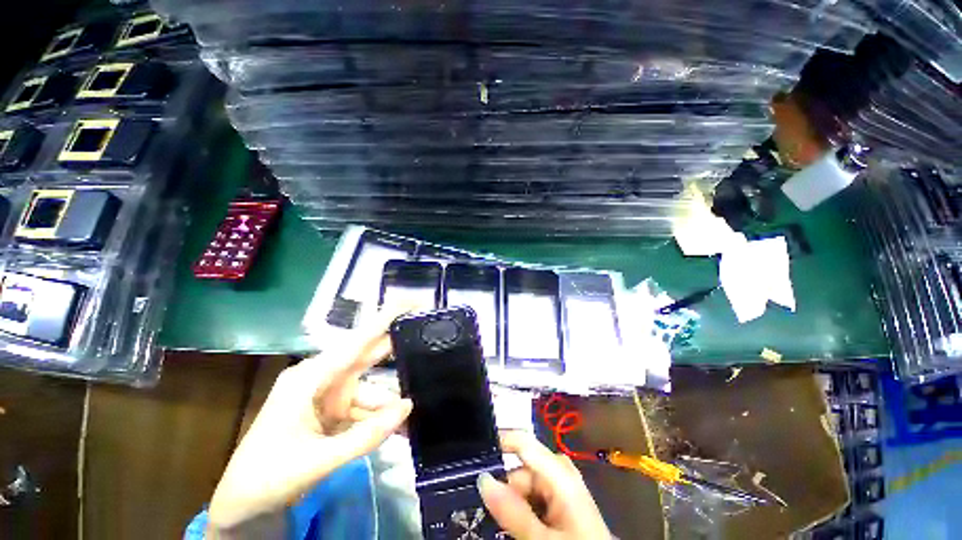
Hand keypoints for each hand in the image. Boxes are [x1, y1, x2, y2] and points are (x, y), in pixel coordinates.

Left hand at [208, 307, 412, 534]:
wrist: (244, 507)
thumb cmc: (268, 477)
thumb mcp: (318, 460)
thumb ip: (366, 435)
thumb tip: (408, 407)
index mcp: (310, 378)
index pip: (355, 342)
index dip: (383, 320)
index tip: (407, 301)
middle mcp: (322, 379)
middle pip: (366, 358)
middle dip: (395, 352)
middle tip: (425, 343)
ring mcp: (329, 396)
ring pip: (371, 391)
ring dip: (390, 406)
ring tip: (413, 420)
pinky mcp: (334, 412)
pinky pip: (365, 410)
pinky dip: (381, 420)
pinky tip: (399, 431)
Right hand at [478, 431, 610, 539]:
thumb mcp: (542, 538)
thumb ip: (513, 511)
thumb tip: (482, 479)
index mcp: (559, 471)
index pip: (522, 442)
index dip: (497, 443)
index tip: (472, 457)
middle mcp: (559, 471)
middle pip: (520, 469)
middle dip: (505, 489)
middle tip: (490, 516)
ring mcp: (561, 484)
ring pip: (524, 486)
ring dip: (513, 504)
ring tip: (509, 528)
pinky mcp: (561, 499)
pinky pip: (534, 497)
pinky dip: (524, 510)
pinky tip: (522, 528)